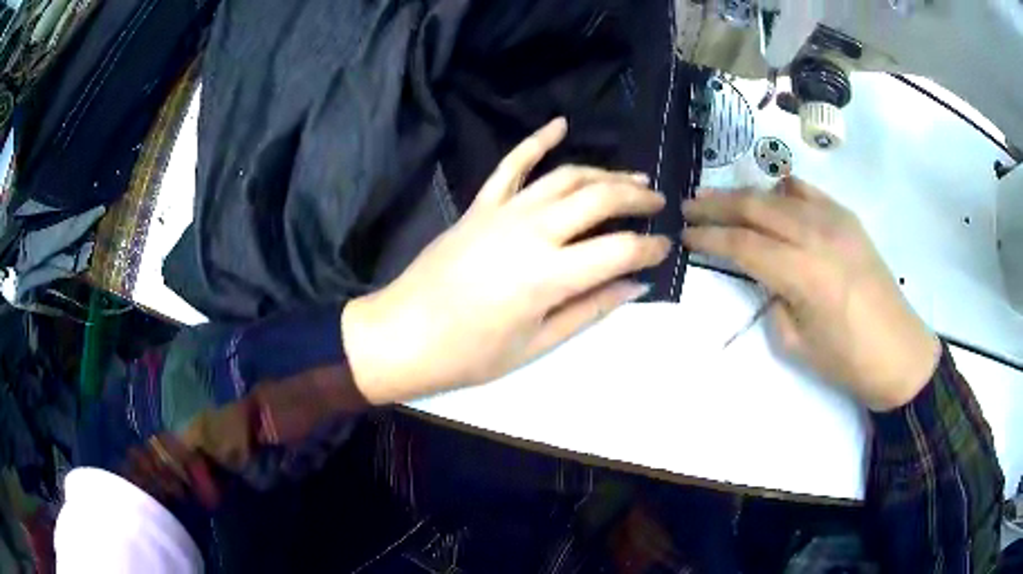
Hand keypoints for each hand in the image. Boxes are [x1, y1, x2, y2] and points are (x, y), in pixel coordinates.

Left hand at [343, 118, 670, 403]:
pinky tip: (559, 124)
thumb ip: (590, 309)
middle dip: (636, 197)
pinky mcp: (480, 205)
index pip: (619, 250)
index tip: (664, 248)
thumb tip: (636, 285)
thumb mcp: (537, 344)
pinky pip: (512, 164)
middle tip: (658, 203)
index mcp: (548, 275)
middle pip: (599, 198)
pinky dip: (537, 140)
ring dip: (604, 172)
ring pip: (565, 176)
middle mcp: (532, 231)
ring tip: (631, 177)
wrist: (403, 334)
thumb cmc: (470, 354)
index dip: (649, 247)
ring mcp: (503, 211)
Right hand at [682, 178, 940, 411]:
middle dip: (717, 205)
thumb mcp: (796, 344)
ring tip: (721, 199)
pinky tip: (772, 198)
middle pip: (755, 207)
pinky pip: (808, 193)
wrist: (899, 352)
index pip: (743, 244)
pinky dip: (782, 191)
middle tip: (689, 206)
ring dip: (745, 195)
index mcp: (802, 273)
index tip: (684, 235)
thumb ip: (772, 300)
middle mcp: (817, 235)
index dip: (709, 237)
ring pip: (778, 195)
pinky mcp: (848, 218)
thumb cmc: (847, 360)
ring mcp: (835, 221)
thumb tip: (764, 274)